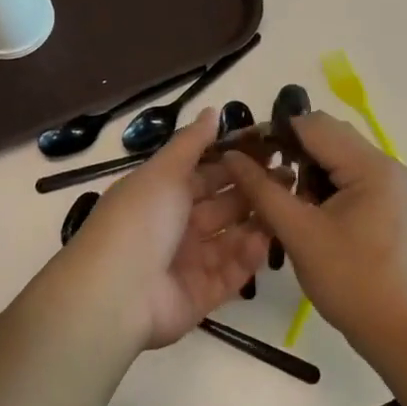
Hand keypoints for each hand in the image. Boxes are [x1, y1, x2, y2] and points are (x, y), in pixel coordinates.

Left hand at [63, 109, 270, 349]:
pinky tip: (267, 239)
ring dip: (256, 222)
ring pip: (230, 238)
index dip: (234, 161)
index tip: (270, 147)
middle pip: (221, 206)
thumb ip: (191, 143)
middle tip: (290, 174)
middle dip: (252, 190)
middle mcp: (175, 227)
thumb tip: (212, 110)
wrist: (116, 293)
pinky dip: (247, 256)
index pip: (204, 174)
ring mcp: (188, 263)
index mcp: (161, 195)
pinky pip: (230, 272)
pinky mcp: (201, 295)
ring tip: (288, 203)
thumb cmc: (140, 219)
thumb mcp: (164, 171)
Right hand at [224, 112, 406, 357]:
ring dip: (303, 167)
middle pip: (326, 135)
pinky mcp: (383, 202)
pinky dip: (319, 184)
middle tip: (255, 174)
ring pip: (334, 155)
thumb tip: (232, 156)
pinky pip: (344, 176)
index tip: (242, 151)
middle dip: (288, 149)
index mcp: (369, 165)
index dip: (274, 132)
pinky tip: (301, 208)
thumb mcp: (299, 233)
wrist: (400, 332)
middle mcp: (383, 164)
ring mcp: (386, 184)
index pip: (313, 125)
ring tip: (277, 196)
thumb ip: (263, 190)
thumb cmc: (351, 281)